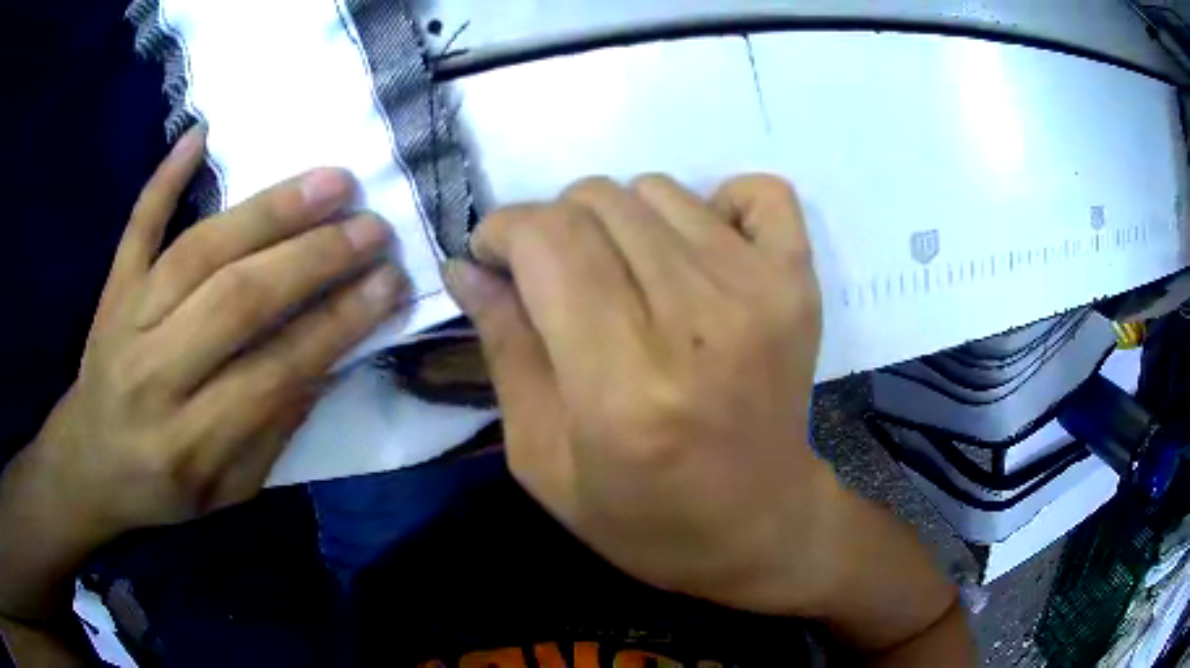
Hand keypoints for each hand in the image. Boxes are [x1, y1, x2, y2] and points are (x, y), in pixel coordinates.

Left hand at [4, 127, 407, 578]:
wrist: (89, 465)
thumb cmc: (162, 488)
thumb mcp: (228, 490)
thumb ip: (273, 432)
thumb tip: (325, 359)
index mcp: (188, 443)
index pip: (272, 373)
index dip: (335, 325)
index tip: (389, 284)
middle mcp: (153, 375)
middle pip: (235, 301)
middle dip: (312, 259)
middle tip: (371, 226)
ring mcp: (126, 320)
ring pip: (197, 251)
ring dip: (266, 211)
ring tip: (329, 181)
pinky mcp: (112, 288)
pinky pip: (137, 226)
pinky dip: (166, 177)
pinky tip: (201, 134)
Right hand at [445, 174, 832, 612]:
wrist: (761, 525)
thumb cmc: (645, 516)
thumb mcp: (543, 459)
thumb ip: (504, 350)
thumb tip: (466, 266)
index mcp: (623, 384)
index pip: (547, 240)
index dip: (502, 231)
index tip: (494, 259)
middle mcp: (698, 322)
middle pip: (596, 202)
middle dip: (550, 227)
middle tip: (554, 279)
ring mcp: (761, 291)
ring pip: (656, 189)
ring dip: (620, 222)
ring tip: (626, 279)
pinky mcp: (799, 282)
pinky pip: (758, 191)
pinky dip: (719, 204)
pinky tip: (701, 253)